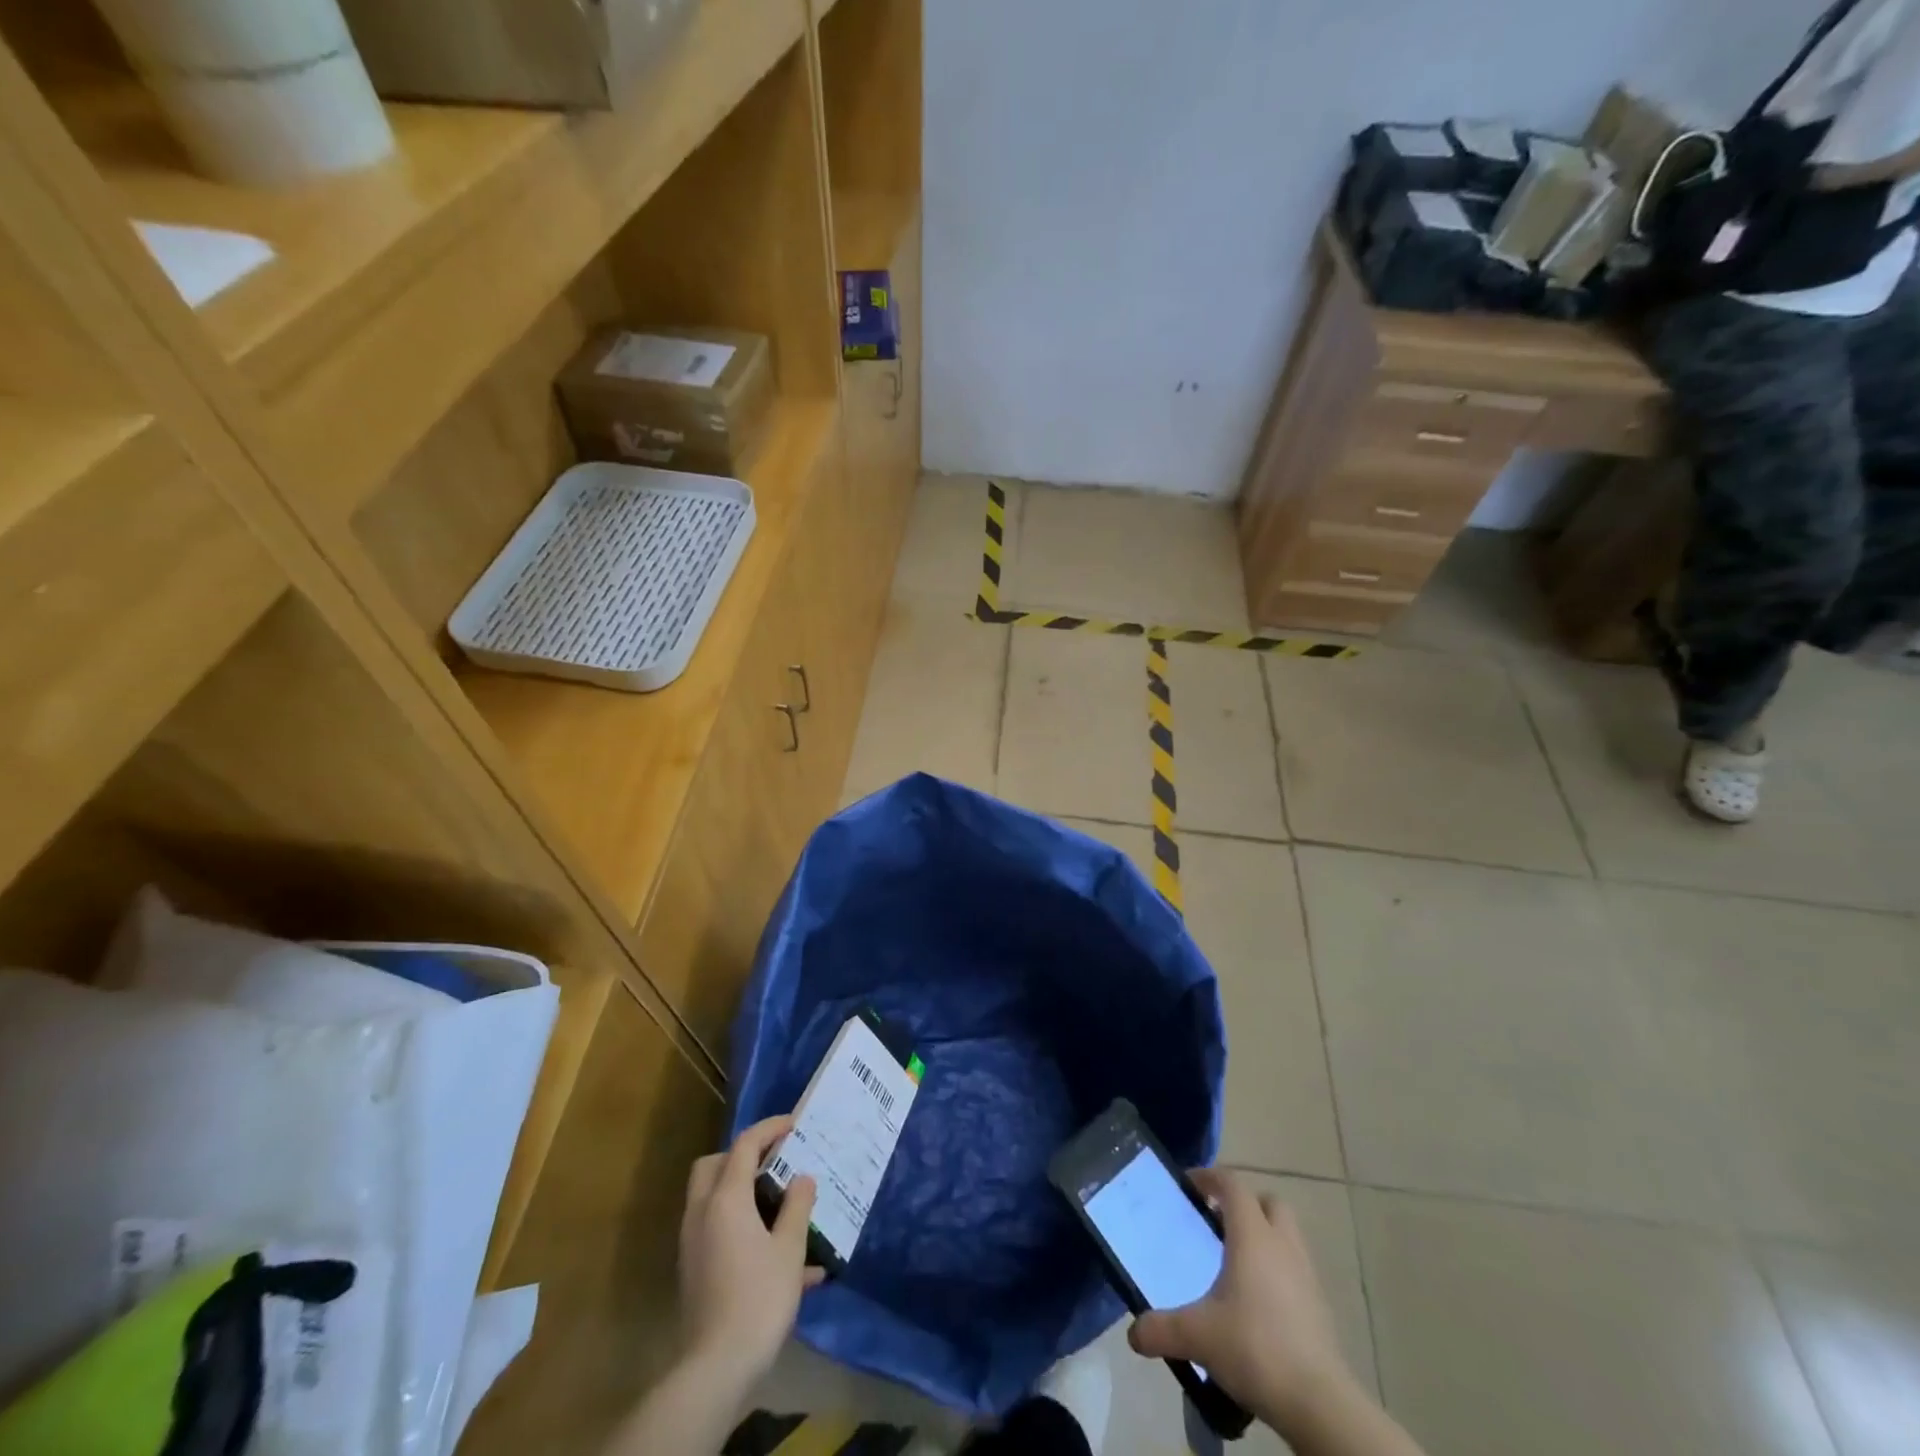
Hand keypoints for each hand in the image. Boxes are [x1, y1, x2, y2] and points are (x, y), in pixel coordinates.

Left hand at [678, 1115, 824, 1390]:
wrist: (716, 1368)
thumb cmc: (758, 1298)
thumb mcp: (789, 1249)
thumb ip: (797, 1206)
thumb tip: (802, 1178)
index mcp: (725, 1199)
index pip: (745, 1145)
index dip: (770, 1128)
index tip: (794, 1124)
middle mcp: (702, 1212)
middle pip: (714, 1165)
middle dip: (742, 1156)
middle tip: (774, 1162)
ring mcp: (694, 1242)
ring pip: (711, 1197)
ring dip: (741, 1191)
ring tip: (780, 1206)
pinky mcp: (694, 1269)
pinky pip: (717, 1231)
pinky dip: (741, 1226)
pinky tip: (780, 1258)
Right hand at [1128, 1169, 1358, 1432]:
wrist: (1319, 1403)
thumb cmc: (1255, 1348)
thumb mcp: (1197, 1336)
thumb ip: (1161, 1328)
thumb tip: (1133, 1333)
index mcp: (1252, 1236)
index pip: (1232, 1185)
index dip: (1209, 1177)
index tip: (1188, 1185)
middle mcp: (1282, 1244)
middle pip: (1268, 1202)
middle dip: (1244, 1204)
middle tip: (1217, 1221)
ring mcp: (1307, 1274)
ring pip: (1287, 1234)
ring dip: (1264, 1235)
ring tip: (1237, 1261)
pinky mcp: (1321, 1305)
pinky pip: (1296, 1268)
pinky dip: (1278, 1269)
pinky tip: (1259, 1300)